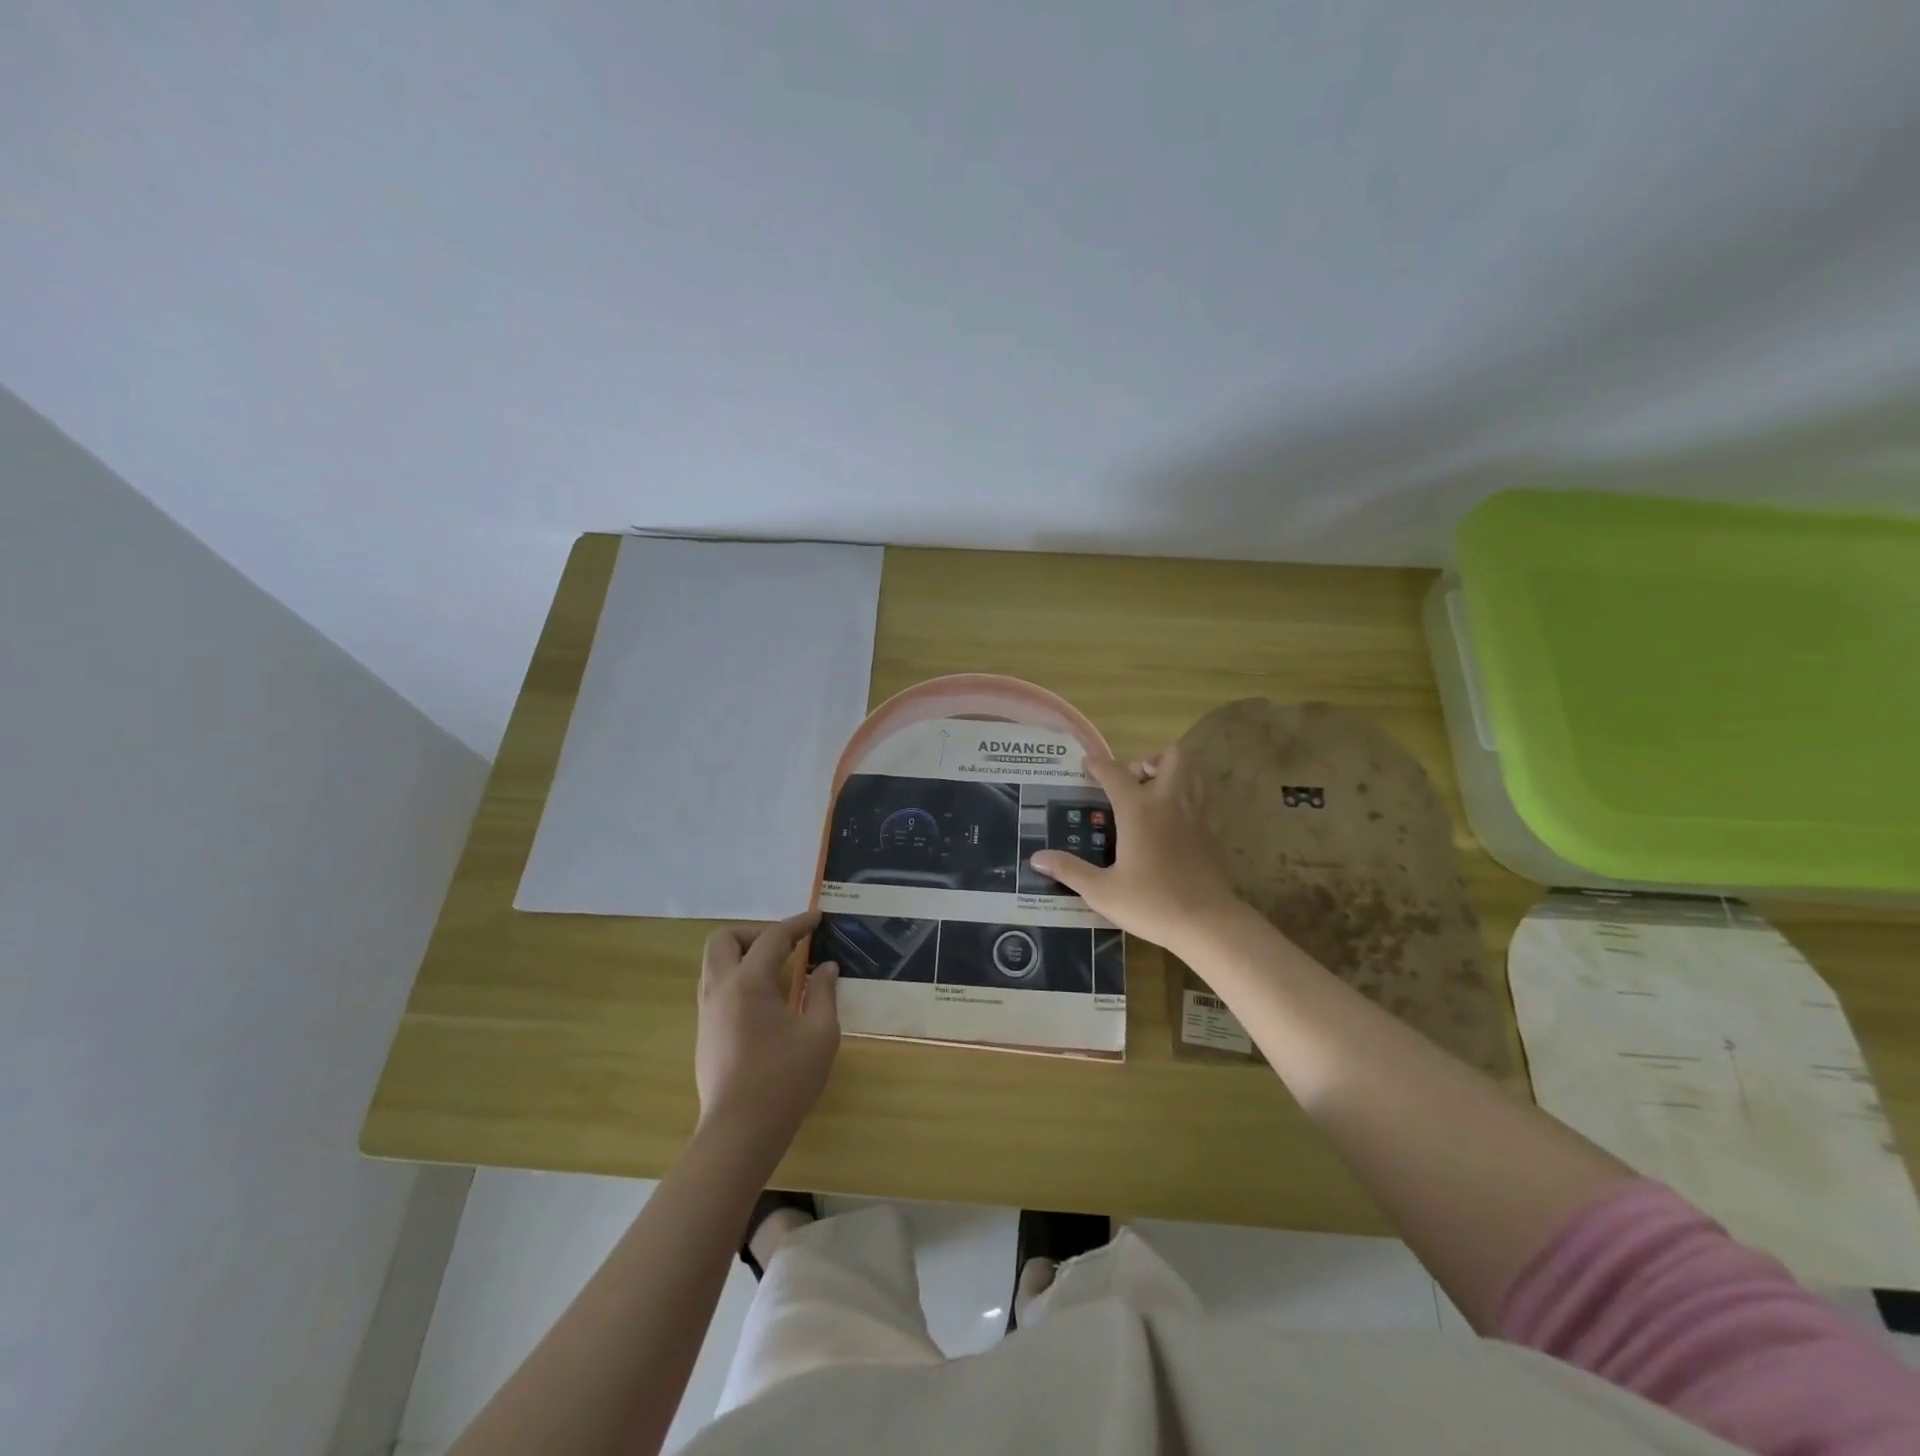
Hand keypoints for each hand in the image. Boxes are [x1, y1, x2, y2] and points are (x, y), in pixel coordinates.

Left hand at [694, 912, 839, 1145]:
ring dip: (744, 955)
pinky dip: (738, 978)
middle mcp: (721, 989)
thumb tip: (825, 967)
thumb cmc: (785, 1080)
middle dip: (756, 933)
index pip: (773, 937)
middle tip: (787, 946)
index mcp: (749, 983)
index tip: (818, 918)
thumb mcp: (820, 1034)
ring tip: (778, 971)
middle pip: (724, 939)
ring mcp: (707, 1012)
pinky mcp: (705, 1033)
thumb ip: (824, 993)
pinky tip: (766, 1001)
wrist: (739, 1133)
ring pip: (715, 963)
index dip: (798, 923)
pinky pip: (717, 987)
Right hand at [1030, 746, 1244, 956]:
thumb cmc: (1151, 903)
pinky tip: (1167, 826)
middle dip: (1148, 760)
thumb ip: (1069, 870)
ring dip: (1171, 774)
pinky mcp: (1210, 833)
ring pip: (1191, 773)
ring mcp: (1195, 815)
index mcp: (1138, 810)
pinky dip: (1183, 799)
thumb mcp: (1102, 891)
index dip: (1098, 765)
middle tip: (1130, 782)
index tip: (1086, 765)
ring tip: (1150, 796)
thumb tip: (1036, 858)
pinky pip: (1198, 799)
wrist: (1208, 923)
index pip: (1114, 772)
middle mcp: (1168, 802)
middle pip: (1170, 757)